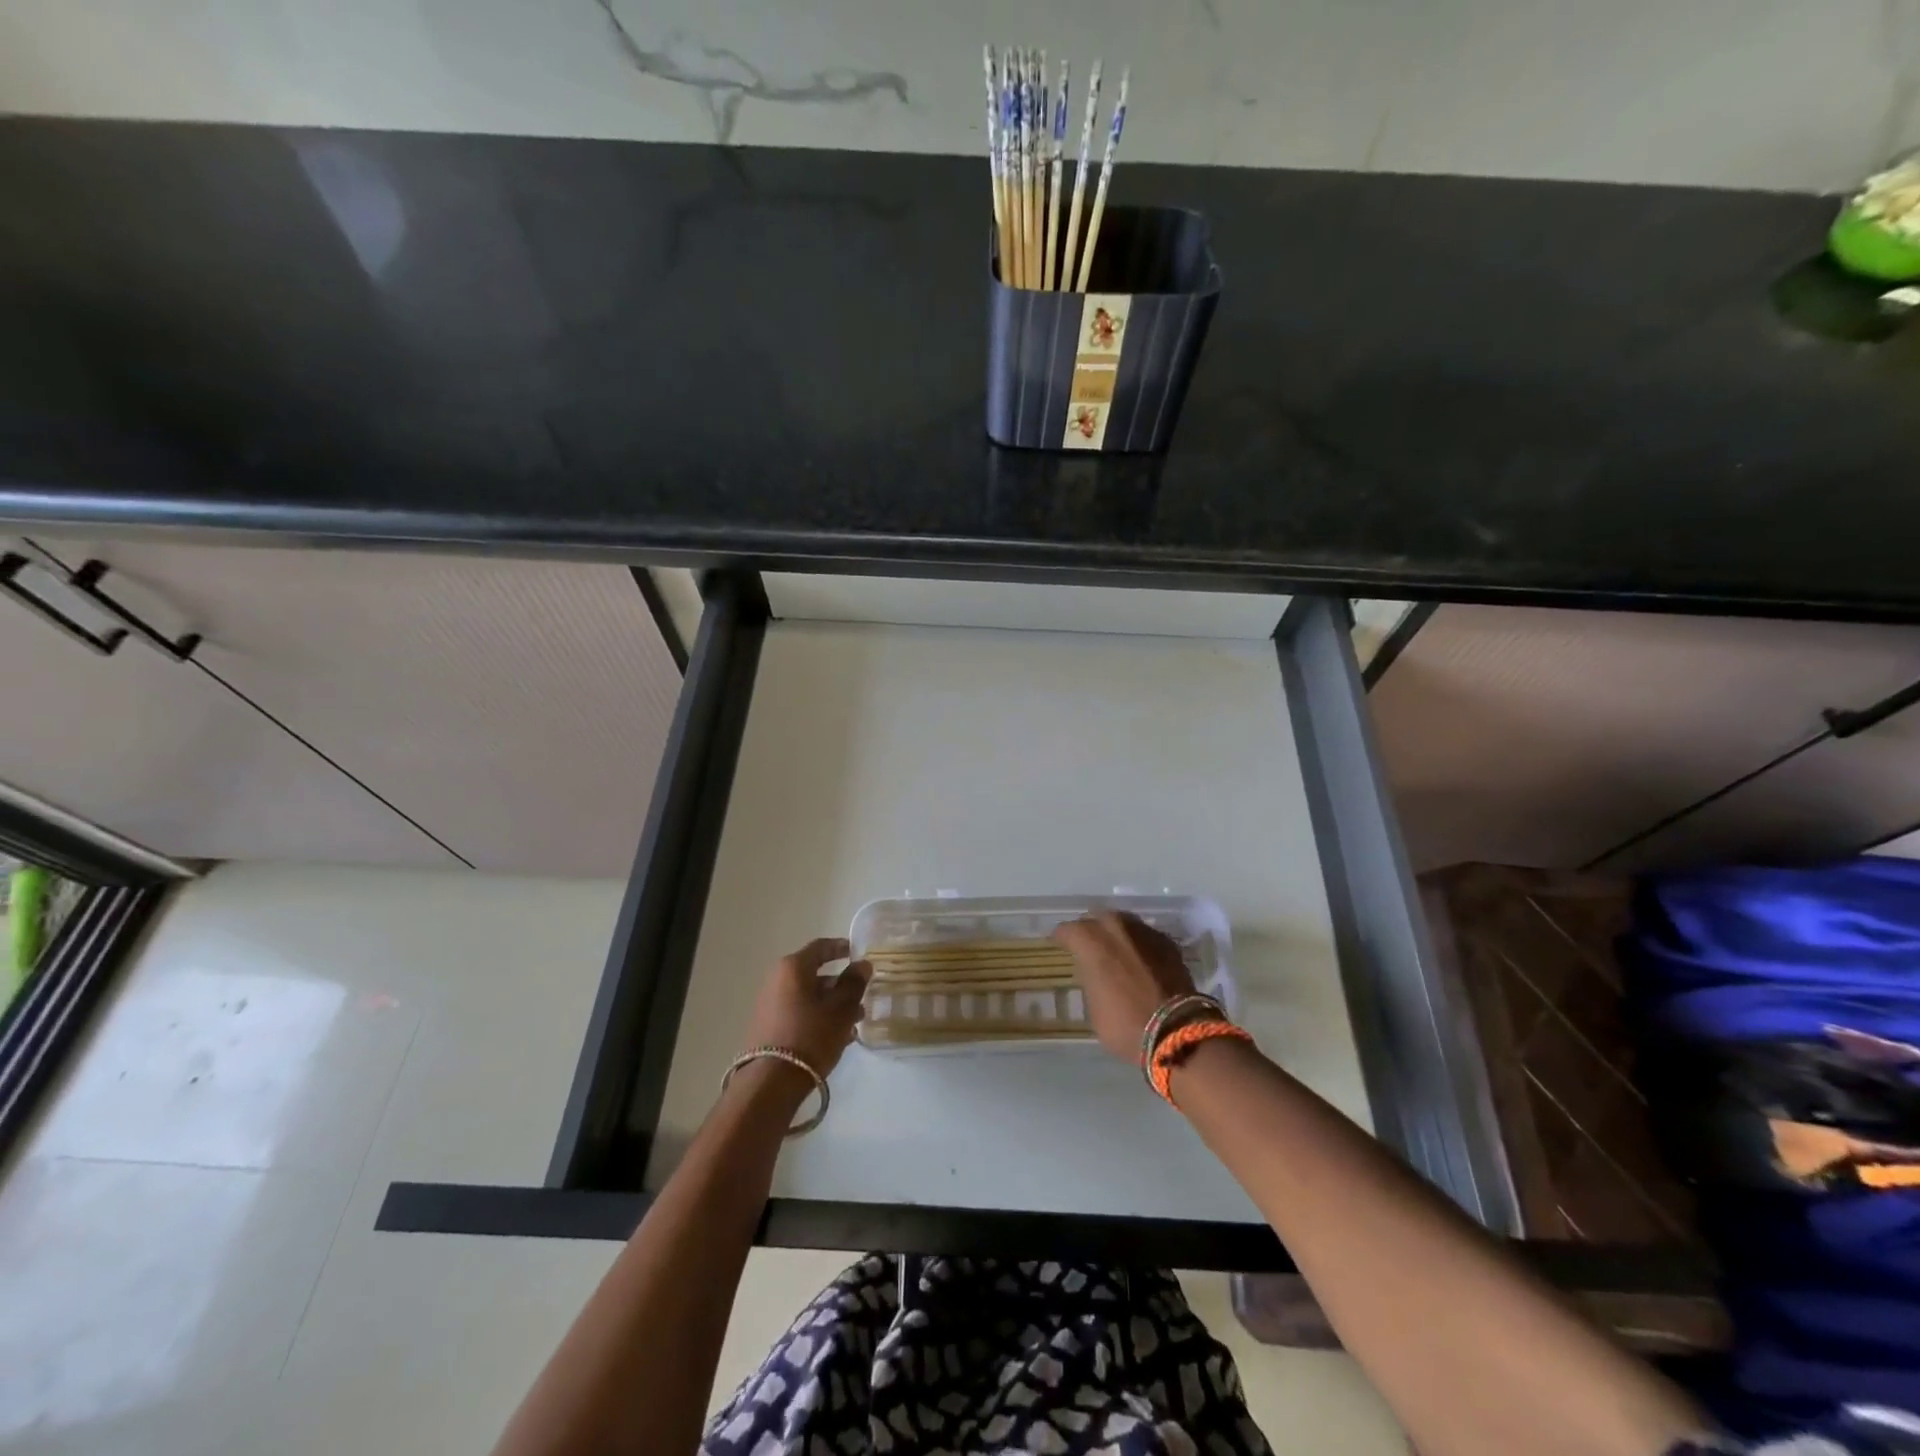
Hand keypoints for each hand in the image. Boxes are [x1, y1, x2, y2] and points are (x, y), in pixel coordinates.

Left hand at [741, 938, 870, 1078]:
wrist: (770, 1083)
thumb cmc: (810, 1036)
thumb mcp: (840, 1009)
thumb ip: (854, 983)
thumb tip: (862, 964)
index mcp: (793, 968)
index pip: (821, 947)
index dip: (842, 947)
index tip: (859, 953)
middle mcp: (777, 980)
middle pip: (815, 974)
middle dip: (841, 985)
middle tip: (862, 997)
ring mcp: (770, 1004)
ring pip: (808, 996)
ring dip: (832, 1005)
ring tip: (854, 1023)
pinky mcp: (768, 1027)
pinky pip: (799, 1013)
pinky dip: (818, 1018)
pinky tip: (836, 1037)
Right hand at [1051, 911, 1197, 1061]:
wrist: (1176, 1031)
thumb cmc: (1124, 1024)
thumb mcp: (1093, 1006)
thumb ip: (1090, 977)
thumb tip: (1095, 971)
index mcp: (1091, 941)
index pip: (1067, 930)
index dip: (1062, 939)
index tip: (1060, 946)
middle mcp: (1116, 927)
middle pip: (1096, 918)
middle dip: (1091, 930)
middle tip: (1089, 947)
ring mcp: (1144, 932)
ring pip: (1123, 923)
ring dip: (1117, 934)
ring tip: (1116, 951)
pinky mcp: (1167, 942)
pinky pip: (1145, 936)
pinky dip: (1139, 945)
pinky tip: (1140, 960)